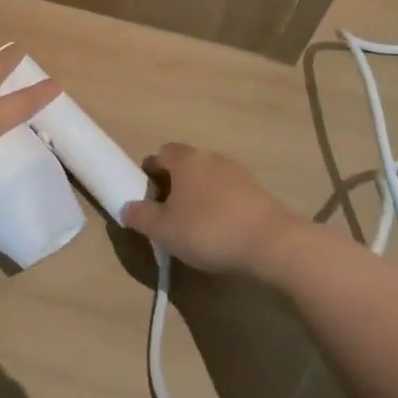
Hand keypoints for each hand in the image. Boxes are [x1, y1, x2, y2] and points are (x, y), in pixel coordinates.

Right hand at [122, 142, 302, 275]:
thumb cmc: (208, 230)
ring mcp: (236, 172)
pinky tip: (221, 230)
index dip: (150, 175)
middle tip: (169, 214)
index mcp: (184, 160)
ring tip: (196, 225)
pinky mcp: (256, 190)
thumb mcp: (164, 230)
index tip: (148, 200)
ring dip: (198, 195)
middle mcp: (209, 157)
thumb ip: (141, 216)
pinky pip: (228, 192)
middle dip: (174, 184)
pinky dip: (220, 205)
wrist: (270, 242)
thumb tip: (126, 207)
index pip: (159, 155)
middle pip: (184, 164)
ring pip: (207, 177)